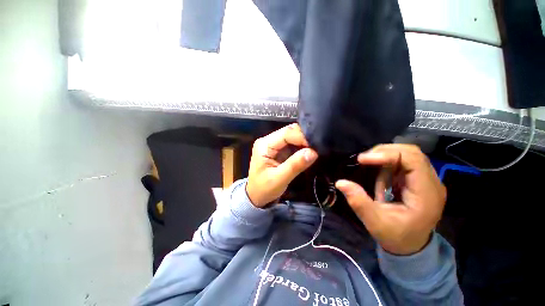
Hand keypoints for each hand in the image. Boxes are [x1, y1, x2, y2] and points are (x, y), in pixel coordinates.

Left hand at [246, 124, 317, 207]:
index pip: (286, 133)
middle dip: (305, 139)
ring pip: (293, 138)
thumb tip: (313, 152)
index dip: (302, 136)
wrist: (256, 196)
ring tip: (316, 149)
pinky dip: (302, 148)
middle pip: (290, 133)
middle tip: (319, 147)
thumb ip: (295, 165)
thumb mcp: (279, 179)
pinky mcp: (279, 151)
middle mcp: (269, 141)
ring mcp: (274, 145)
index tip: (317, 145)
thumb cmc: (263, 189)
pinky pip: (293, 145)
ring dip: (305, 143)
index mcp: (265, 144)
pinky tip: (310, 152)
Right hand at [335, 144, 445, 254]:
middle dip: (384, 152)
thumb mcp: (375, 223)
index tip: (363, 159)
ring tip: (370, 170)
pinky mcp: (417, 180)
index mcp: (426, 195)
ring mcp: (426, 180)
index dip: (387, 154)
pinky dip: (386, 164)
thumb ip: (359, 202)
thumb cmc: (396, 236)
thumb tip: (340, 182)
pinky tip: (380, 178)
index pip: (413, 160)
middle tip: (363, 160)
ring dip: (384, 157)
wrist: (411, 246)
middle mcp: (431, 183)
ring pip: (406, 154)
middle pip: (411, 153)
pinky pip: (402, 162)